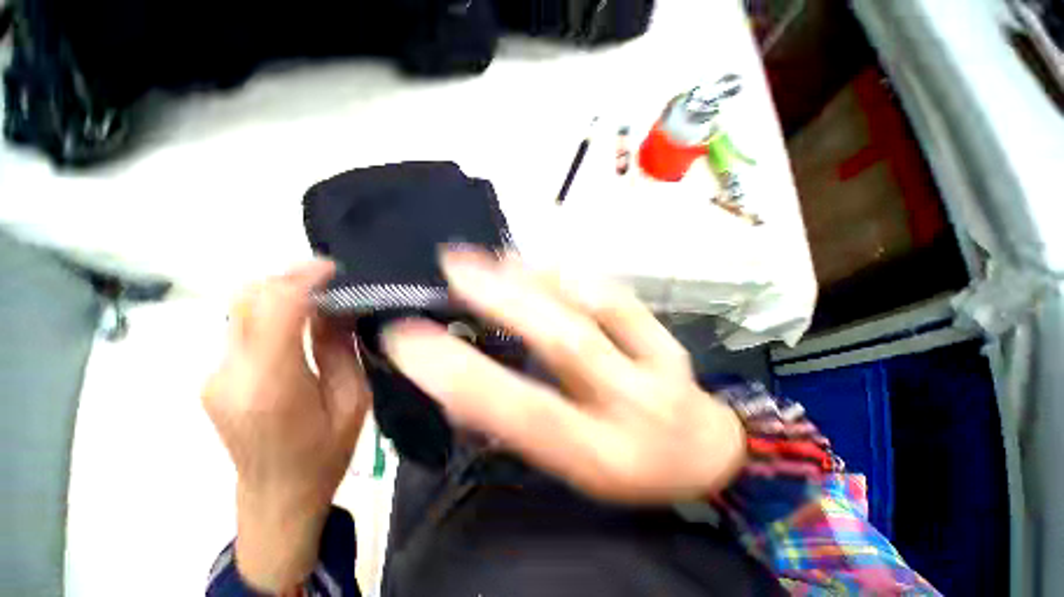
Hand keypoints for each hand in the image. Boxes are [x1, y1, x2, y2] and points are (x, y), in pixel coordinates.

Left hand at [202, 261, 370, 591]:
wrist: (276, 497)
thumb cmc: (325, 454)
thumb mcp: (352, 400)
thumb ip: (338, 349)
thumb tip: (338, 306)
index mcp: (271, 386)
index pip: (274, 309)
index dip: (303, 279)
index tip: (334, 269)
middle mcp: (229, 374)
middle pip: (247, 299)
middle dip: (289, 277)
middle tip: (330, 278)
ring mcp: (213, 374)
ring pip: (240, 308)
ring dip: (280, 292)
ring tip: (320, 294)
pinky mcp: (213, 376)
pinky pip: (240, 327)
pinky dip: (271, 311)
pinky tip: (299, 319)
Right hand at [383, 248, 745, 503]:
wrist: (700, 451)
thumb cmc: (625, 466)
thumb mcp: (571, 465)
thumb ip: (521, 425)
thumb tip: (464, 386)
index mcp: (596, 453)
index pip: (522, 410)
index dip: (463, 375)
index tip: (410, 339)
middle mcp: (628, 405)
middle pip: (565, 344)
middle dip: (506, 302)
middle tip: (453, 269)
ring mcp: (656, 365)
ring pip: (594, 309)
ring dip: (537, 278)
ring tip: (491, 259)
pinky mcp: (668, 337)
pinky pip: (617, 297)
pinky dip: (572, 276)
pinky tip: (539, 262)